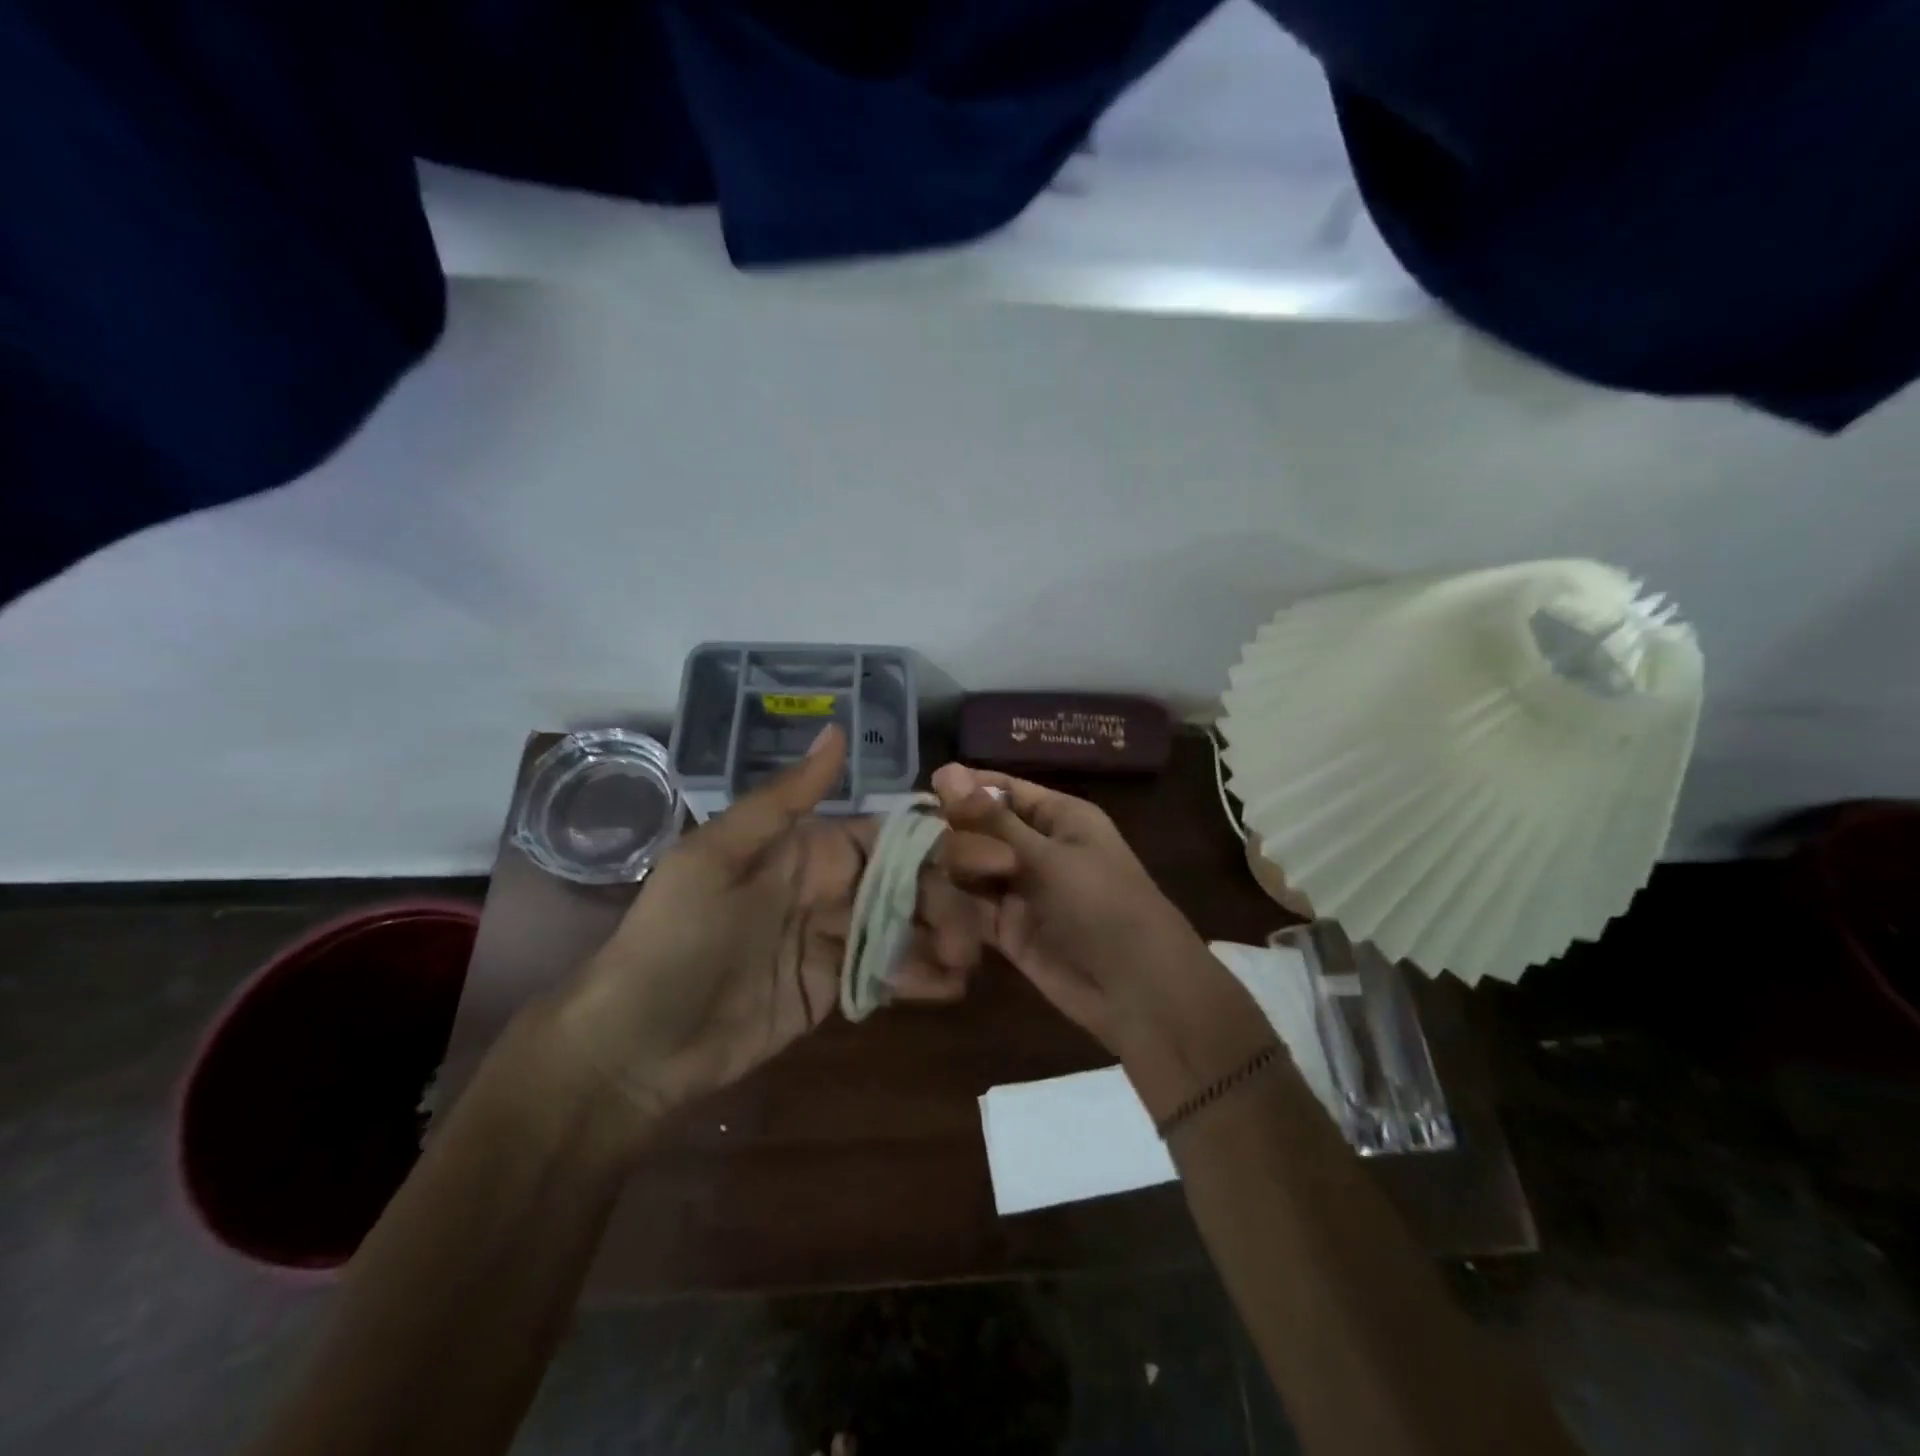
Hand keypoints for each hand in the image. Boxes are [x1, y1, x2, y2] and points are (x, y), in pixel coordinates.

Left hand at [555, 727, 988, 1133]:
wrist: (640, 1043)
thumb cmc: (678, 936)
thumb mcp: (720, 855)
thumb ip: (786, 797)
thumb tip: (837, 727)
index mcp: (808, 848)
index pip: (888, 835)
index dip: (938, 841)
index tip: (987, 852)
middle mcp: (830, 887)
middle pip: (909, 883)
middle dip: (950, 896)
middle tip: (983, 923)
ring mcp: (836, 939)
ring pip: (907, 927)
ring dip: (944, 938)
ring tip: (968, 960)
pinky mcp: (837, 987)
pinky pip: (889, 973)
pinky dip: (921, 977)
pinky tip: (949, 987)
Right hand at [932, 764, 1271, 1118]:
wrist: (1136, 990)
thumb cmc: (1103, 905)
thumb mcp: (1049, 857)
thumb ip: (992, 821)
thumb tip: (944, 770)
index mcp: (1058, 817)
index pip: (1002, 790)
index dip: (965, 789)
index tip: (923, 793)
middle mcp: (1036, 847)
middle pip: (980, 829)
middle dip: (959, 839)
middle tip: (947, 857)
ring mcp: (1020, 889)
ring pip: (970, 869)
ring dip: (952, 874)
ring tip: (939, 886)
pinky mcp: (1006, 929)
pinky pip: (970, 908)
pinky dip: (953, 909)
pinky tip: (931, 909)